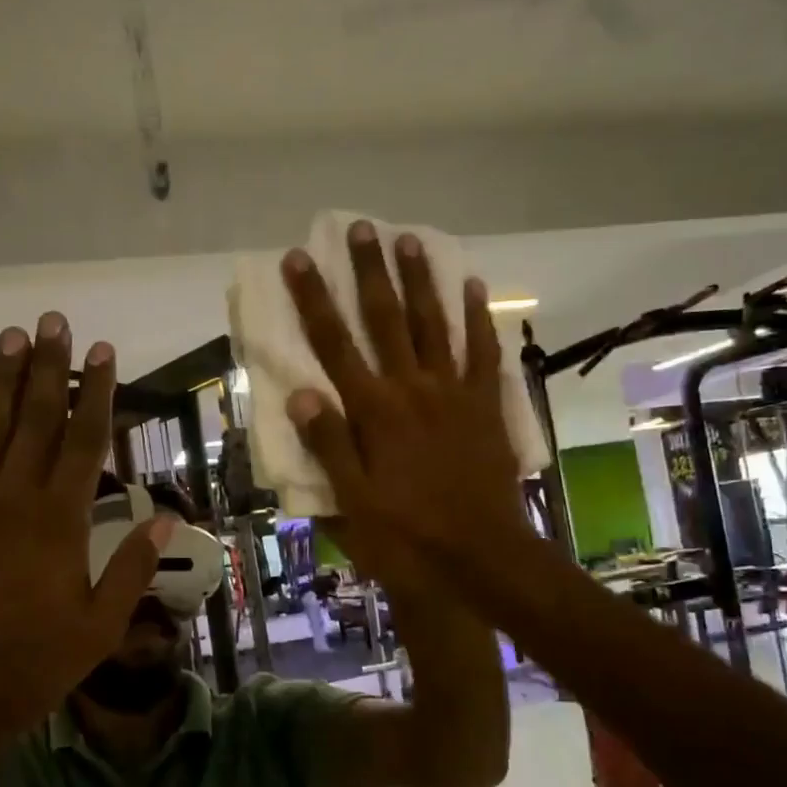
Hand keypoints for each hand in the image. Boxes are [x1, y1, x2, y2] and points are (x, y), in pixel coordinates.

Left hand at [0, 313, 169, 763]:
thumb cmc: (31, 664)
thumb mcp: (100, 626)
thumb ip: (131, 567)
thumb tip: (165, 517)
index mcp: (58, 521)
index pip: (83, 440)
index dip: (96, 392)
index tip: (102, 352)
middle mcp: (9, 498)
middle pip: (33, 419)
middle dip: (47, 367)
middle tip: (54, 321)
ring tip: (12, 337)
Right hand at [280, 220, 532, 591]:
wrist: (484, 559)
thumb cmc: (410, 539)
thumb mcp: (355, 505)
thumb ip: (330, 448)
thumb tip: (300, 396)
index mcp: (374, 413)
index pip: (335, 346)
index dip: (314, 301)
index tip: (299, 259)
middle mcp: (413, 390)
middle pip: (386, 320)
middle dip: (370, 272)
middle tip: (362, 227)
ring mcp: (454, 394)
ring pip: (434, 324)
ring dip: (421, 280)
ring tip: (411, 239)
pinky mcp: (486, 406)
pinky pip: (483, 352)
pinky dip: (477, 317)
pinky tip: (472, 286)